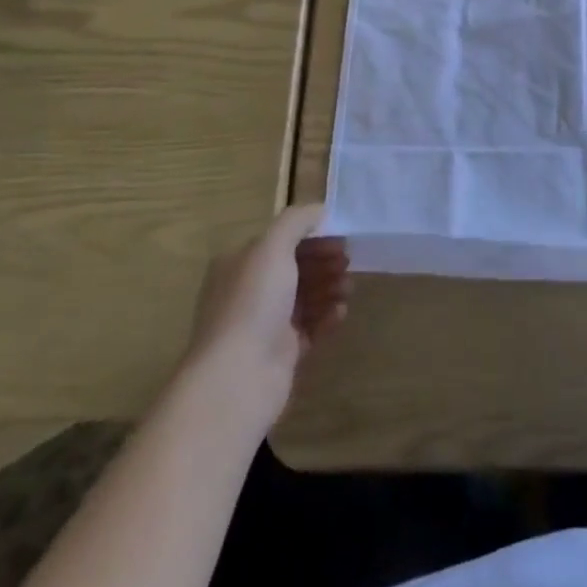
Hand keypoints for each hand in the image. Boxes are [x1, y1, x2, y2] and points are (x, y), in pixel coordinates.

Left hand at [187, 204, 349, 430]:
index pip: (280, 241)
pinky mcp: (281, 353)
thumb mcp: (272, 247)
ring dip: (329, 287)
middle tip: (347, 262)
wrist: (237, 378)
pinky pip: (310, 328)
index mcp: (239, 264)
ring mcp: (264, 324)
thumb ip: (296, 221)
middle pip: (294, 268)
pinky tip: (341, 313)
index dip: (311, 236)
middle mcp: (248, 291)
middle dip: (323, 262)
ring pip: (304, 297)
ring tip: (348, 288)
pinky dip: (327, 317)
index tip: (340, 238)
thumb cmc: (252, 303)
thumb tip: (320, 209)